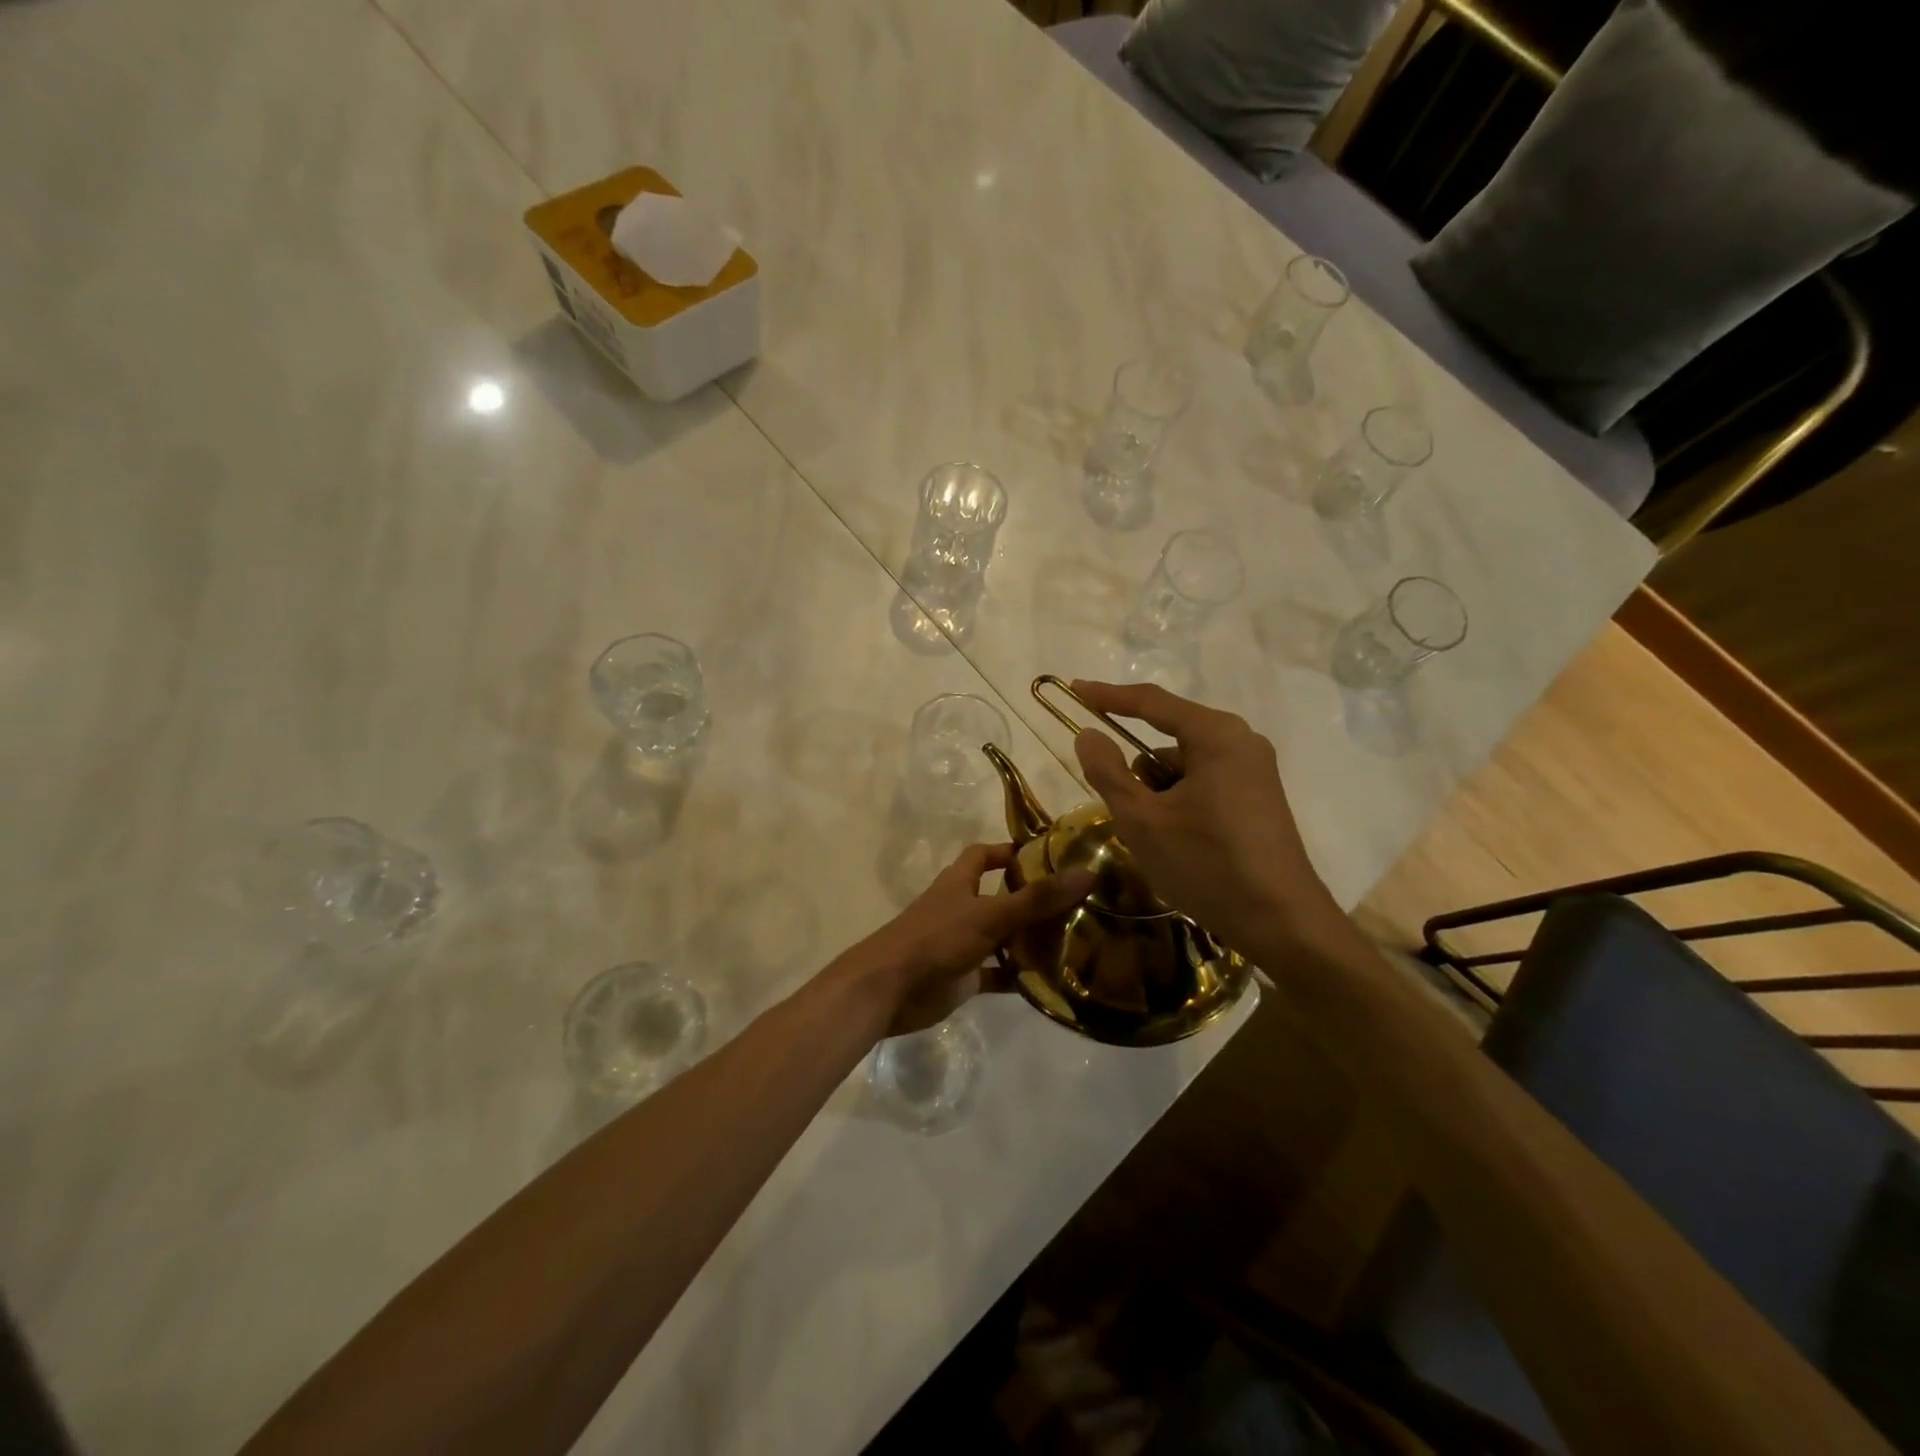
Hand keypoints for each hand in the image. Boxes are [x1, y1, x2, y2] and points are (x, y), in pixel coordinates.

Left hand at [840, 843, 1094, 1036]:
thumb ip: (1037, 898)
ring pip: (1002, 936)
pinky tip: (1051, 981)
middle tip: (1076, 902)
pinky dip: (1019, 976)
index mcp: (959, 882)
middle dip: (1032, 899)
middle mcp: (961, 908)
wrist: (889, 989)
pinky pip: (998, 973)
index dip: (1010, 851)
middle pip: (1000, 896)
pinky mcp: (964, 977)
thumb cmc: (936, 938)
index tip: (1048, 855)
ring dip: (1030, 939)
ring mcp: (962, 944)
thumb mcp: (989, 914)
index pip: (984, 855)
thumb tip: (1087, 872)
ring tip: (1074, 940)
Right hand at [1068, 680, 1340, 956]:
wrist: (1283, 923)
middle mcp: (1241, 742)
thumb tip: (1088, 735)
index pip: (1151, 702)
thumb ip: (1108, 773)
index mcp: (1216, 735)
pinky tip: (1181, 846)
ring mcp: (1254, 771)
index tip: (1074, 689)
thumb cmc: (1207, 864)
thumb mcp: (1143, 820)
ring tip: (1158, 842)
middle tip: (1127, 814)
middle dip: (1139, 774)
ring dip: (1159, 795)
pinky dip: (1180, 805)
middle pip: (1168, 740)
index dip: (1108, 696)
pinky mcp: (1258, 798)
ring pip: (1184, 768)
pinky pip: (1204, 785)